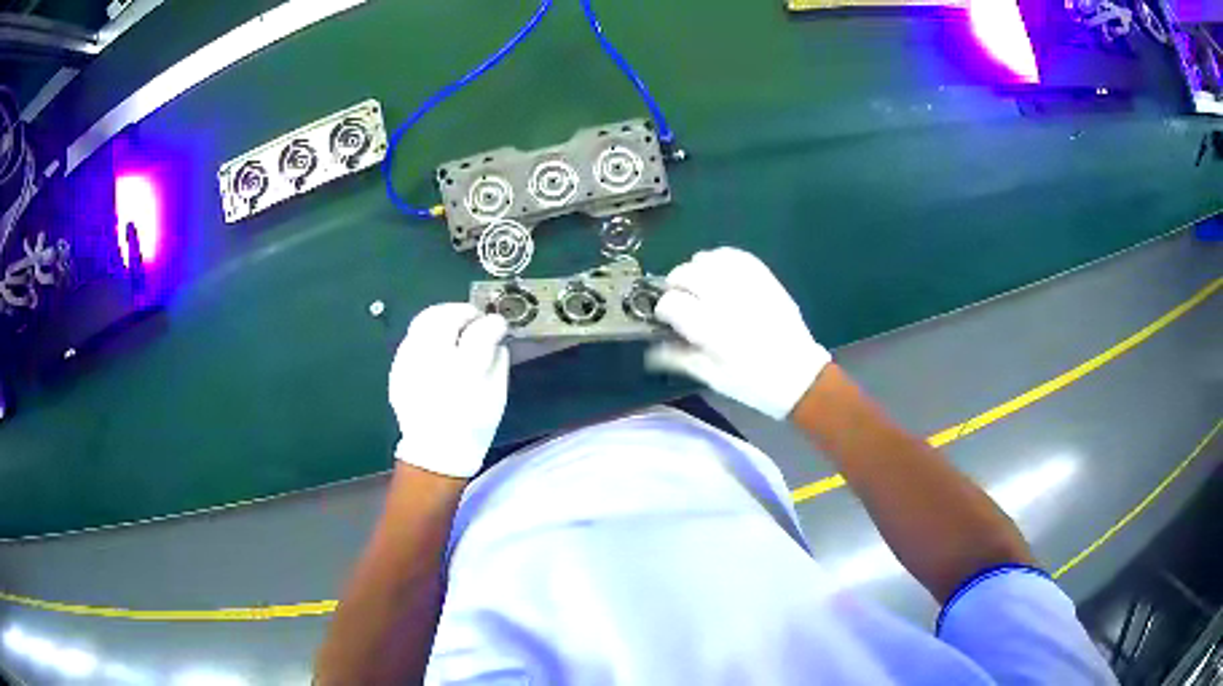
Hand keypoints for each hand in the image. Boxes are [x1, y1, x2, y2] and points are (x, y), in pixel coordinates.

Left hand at [390, 303, 508, 478]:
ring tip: (455, 328)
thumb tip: (495, 336)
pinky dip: (428, 335)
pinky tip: (437, 348)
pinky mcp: (397, 367)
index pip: (481, 330)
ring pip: (424, 321)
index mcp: (464, 371)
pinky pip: (412, 338)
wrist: (436, 452)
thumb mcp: (497, 395)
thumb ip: (498, 360)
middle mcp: (432, 361)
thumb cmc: (474, 424)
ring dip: (443, 318)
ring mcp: (409, 363)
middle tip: (474, 318)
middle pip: (444, 316)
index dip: (492, 323)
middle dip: (462, 311)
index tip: (498, 324)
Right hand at [646, 247, 830, 419]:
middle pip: (686, 274)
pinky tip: (718, 271)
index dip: (663, 309)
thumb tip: (650, 349)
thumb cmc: (752, 384)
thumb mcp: (712, 377)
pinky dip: (721, 259)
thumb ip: (679, 358)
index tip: (666, 318)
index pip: (671, 303)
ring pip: (709, 259)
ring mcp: (748, 286)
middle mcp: (727, 301)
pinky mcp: (765, 279)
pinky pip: (737, 255)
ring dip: (697, 269)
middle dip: (676, 285)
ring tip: (699, 285)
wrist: (799, 377)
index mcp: (712, 330)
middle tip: (681, 300)